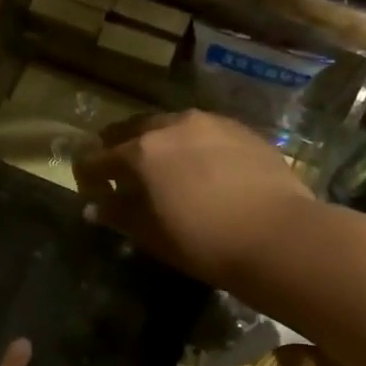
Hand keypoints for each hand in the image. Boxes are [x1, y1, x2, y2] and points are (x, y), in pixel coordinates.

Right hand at [72, 110, 312, 285]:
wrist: (277, 234)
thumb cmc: (203, 241)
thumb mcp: (152, 234)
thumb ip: (119, 215)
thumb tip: (94, 207)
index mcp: (142, 151)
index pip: (99, 158)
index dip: (88, 173)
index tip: (87, 187)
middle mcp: (172, 126)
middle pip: (133, 130)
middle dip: (119, 148)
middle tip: (118, 170)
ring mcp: (211, 123)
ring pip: (171, 126)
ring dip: (158, 142)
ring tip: (161, 165)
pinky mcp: (242, 130)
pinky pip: (204, 132)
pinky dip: (191, 145)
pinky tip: (200, 165)